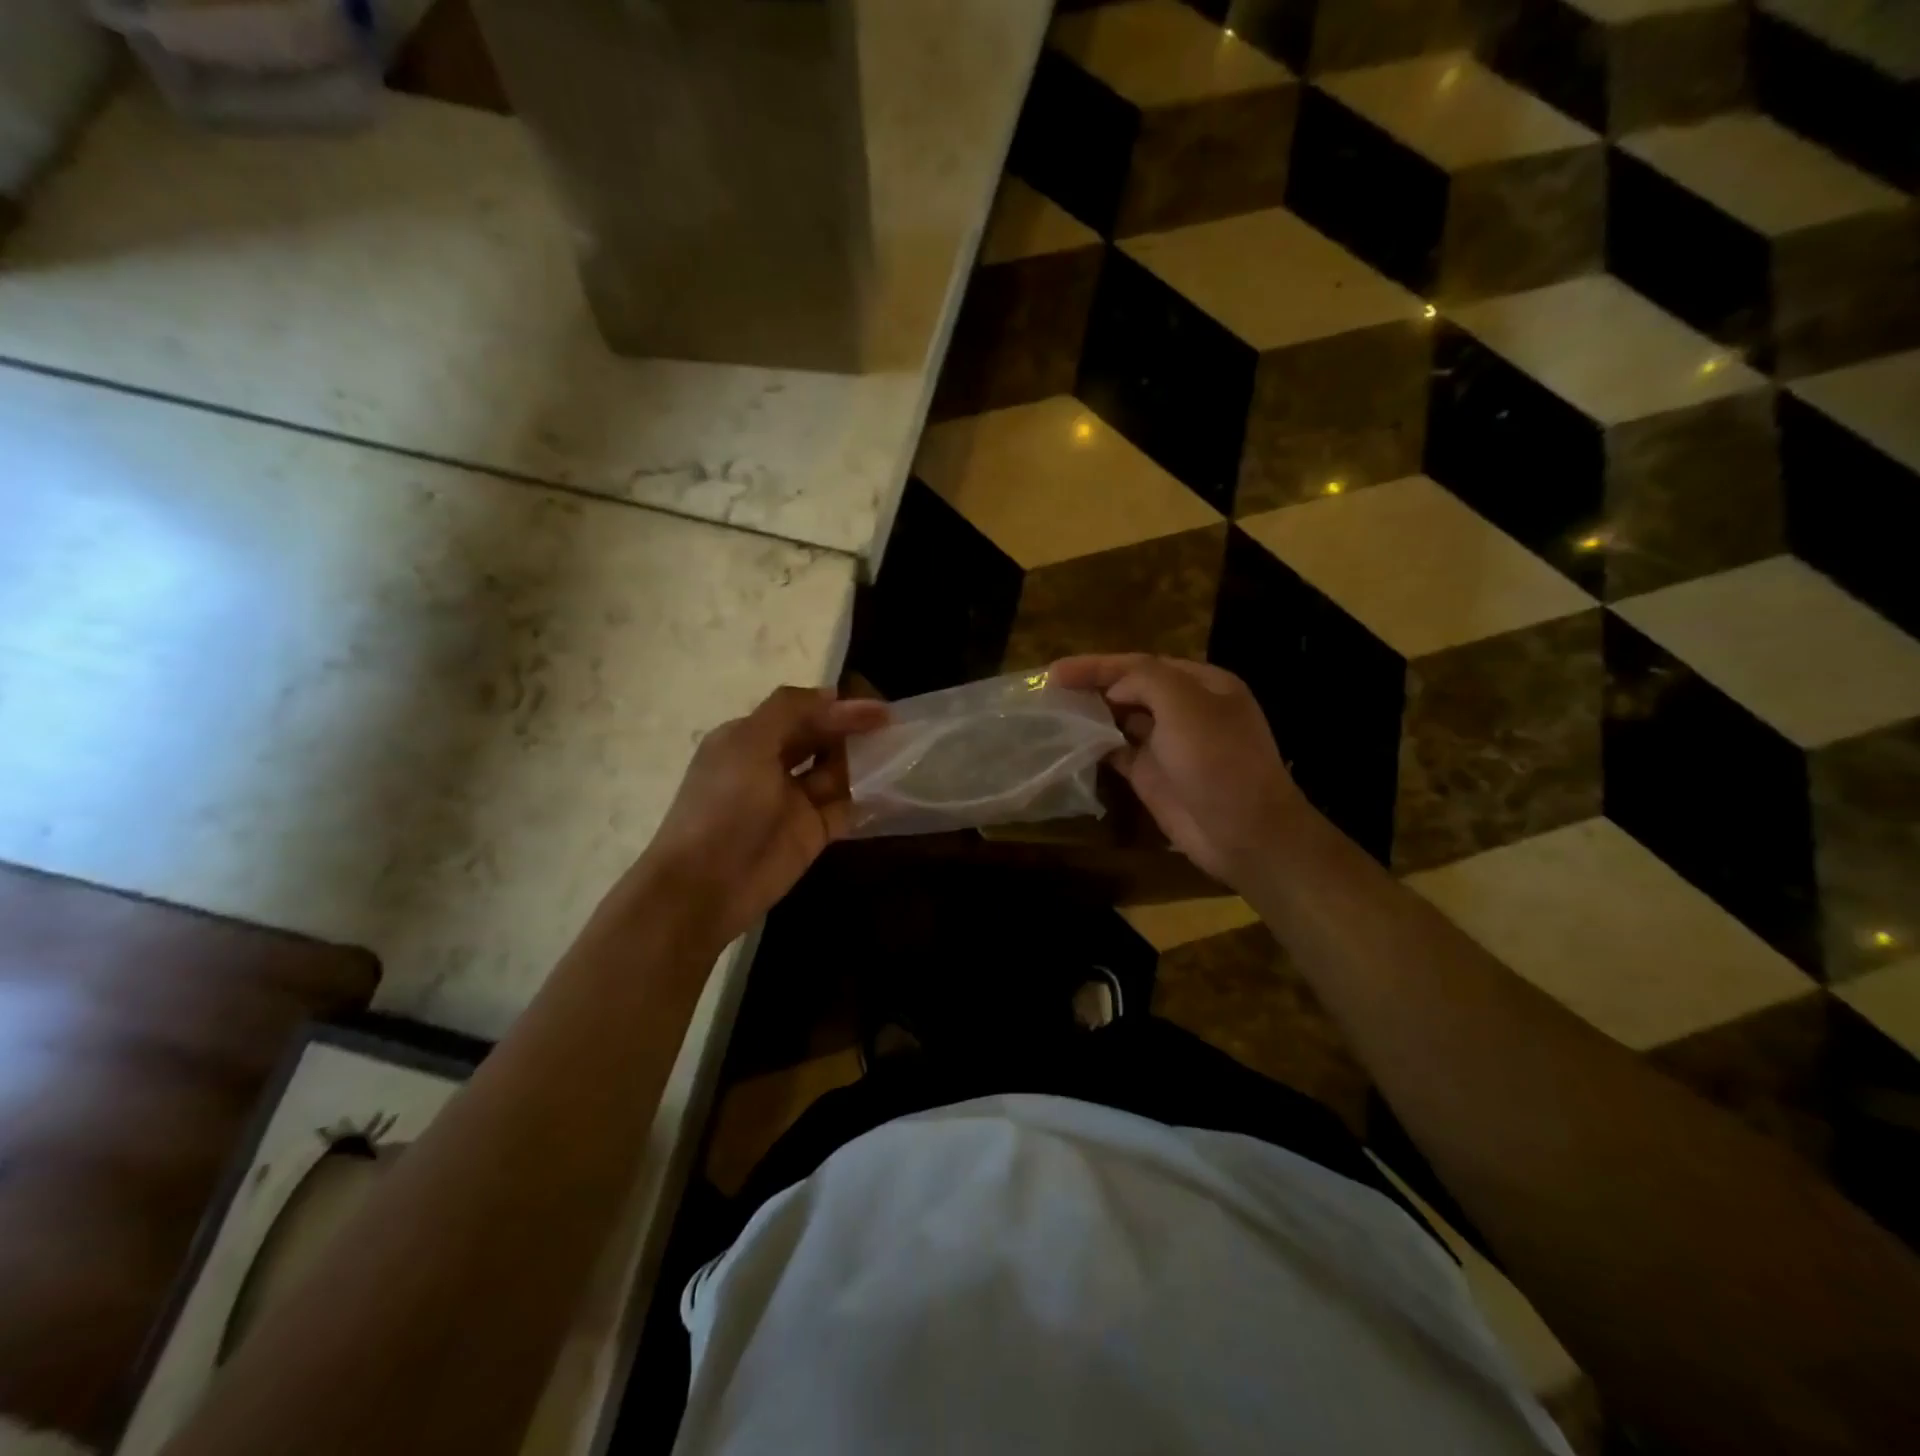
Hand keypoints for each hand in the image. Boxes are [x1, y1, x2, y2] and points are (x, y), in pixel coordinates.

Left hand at [630, 686, 888, 945]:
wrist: (706, 885)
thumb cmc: (725, 805)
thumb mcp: (750, 743)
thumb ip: (792, 710)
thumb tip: (836, 695)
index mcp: (751, 738)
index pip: (802, 711)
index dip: (839, 706)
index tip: (878, 706)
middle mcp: (772, 764)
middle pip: (822, 738)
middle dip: (854, 730)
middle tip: (896, 726)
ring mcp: (794, 801)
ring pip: (838, 772)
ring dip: (866, 761)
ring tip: (903, 752)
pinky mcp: (812, 833)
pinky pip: (847, 808)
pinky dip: (870, 799)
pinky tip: (898, 788)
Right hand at [1052, 654, 1309, 888]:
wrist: (1244, 832)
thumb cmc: (1219, 761)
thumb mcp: (1186, 706)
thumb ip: (1147, 681)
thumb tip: (1114, 689)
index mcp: (1201, 684)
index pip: (1141, 664)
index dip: (1098, 665)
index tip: (1056, 672)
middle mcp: (1184, 710)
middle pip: (1130, 689)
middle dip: (1092, 686)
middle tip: (1050, 690)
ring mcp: (1168, 744)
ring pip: (1121, 720)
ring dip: (1091, 714)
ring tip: (1053, 711)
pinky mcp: (1152, 775)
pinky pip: (1117, 752)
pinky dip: (1095, 746)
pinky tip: (1070, 743)